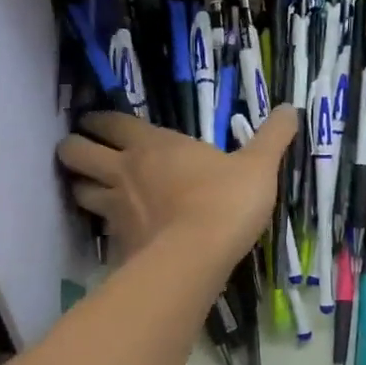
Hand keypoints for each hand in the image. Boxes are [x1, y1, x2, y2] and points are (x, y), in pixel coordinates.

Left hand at [58, 111, 296, 266]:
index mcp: (152, 145)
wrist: (199, 256)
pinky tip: (116, 232)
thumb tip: (291, 108)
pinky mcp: (117, 244)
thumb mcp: (259, 165)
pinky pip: (99, 230)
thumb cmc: (226, 201)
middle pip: (75, 153)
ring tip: (94, 190)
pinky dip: (101, 227)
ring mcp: (115, 209)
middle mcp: (124, 171)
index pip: (110, 122)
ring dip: (82, 187)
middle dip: (74, 149)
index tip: (96, 121)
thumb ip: (273, 137)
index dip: (99, 120)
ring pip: (78, 190)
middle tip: (85, 152)